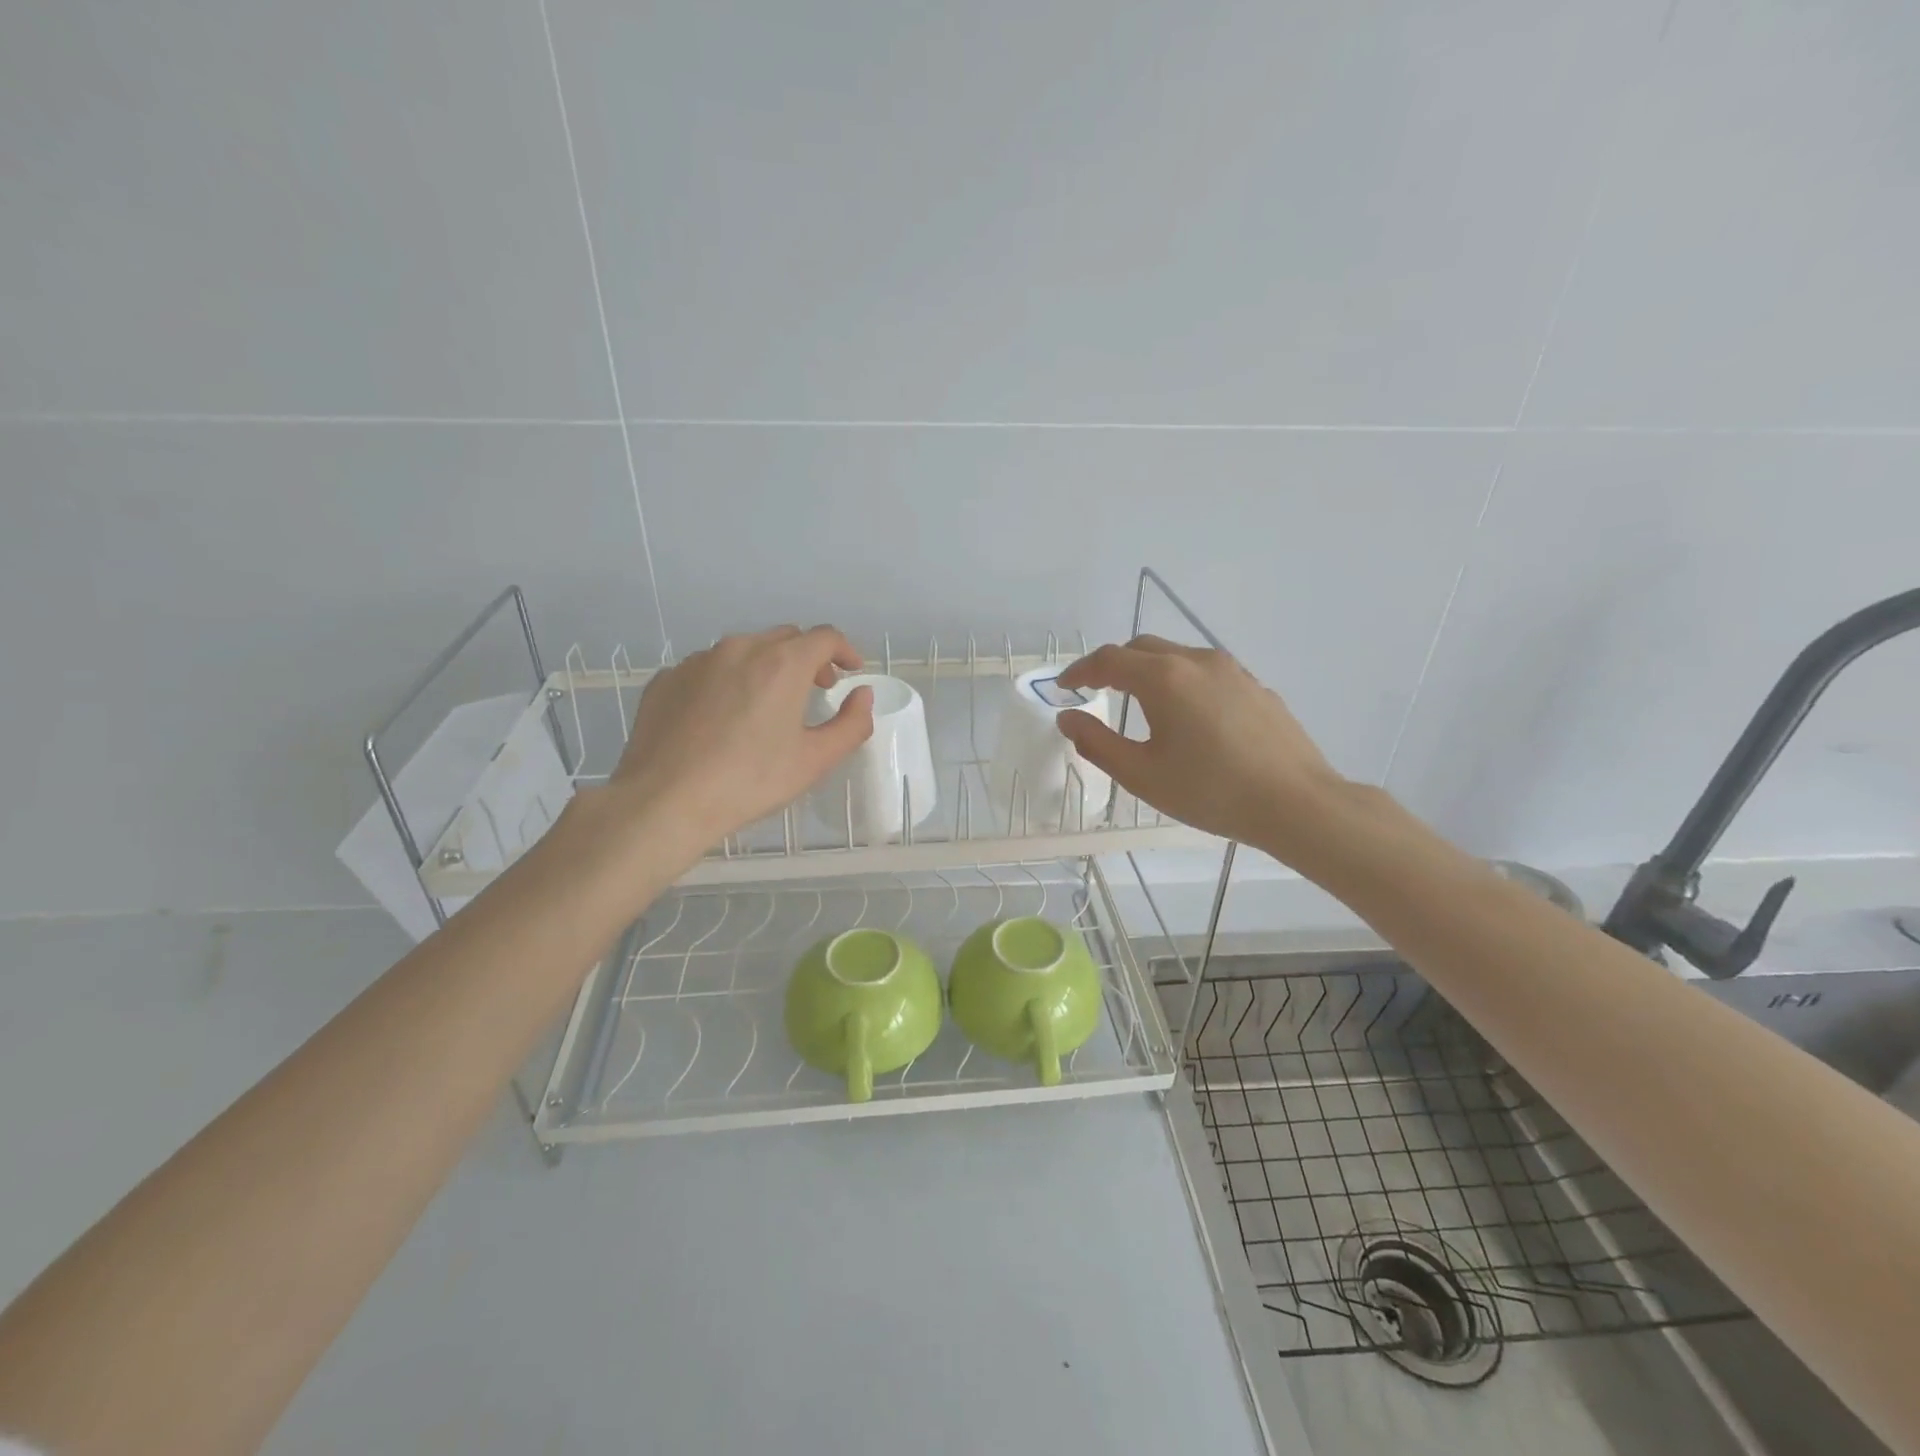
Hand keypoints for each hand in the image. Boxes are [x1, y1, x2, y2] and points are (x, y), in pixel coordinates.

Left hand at [606, 625, 873, 850]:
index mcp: (782, 664)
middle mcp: (740, 648)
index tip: (850, 671)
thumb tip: (862, 695)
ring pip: (745, 650)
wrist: (664, 801)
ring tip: (767, 705)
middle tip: (815, 690)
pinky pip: (709, 669)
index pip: (825, 637)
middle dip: (808, 658)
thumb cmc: (749, 782)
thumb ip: (851, 724)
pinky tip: (723, 717)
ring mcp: (698, 661)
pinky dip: (728, 681)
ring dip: (766, 667)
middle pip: (785, 638)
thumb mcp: (815, 761)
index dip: (845, 651)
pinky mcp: (667, 679)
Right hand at [1055, 635, 1348, 862]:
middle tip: (1096, 690)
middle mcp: (1197, 661)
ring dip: (1148, 670)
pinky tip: (1187, 714)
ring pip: (1177, 656)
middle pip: (1143, 648)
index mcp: (1164, 678)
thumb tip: (1067, 719)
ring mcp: (1232, 670)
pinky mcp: (1255, 686)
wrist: (1296, 803)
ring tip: (1139, 701)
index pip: (1108, 660)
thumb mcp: (1142, 775)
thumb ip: (1097, 743)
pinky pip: (1205, 671)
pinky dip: (1181, 680)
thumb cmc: (1211, 791)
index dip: (1080, 671)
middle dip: (1113, 664)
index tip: (1063, 687)